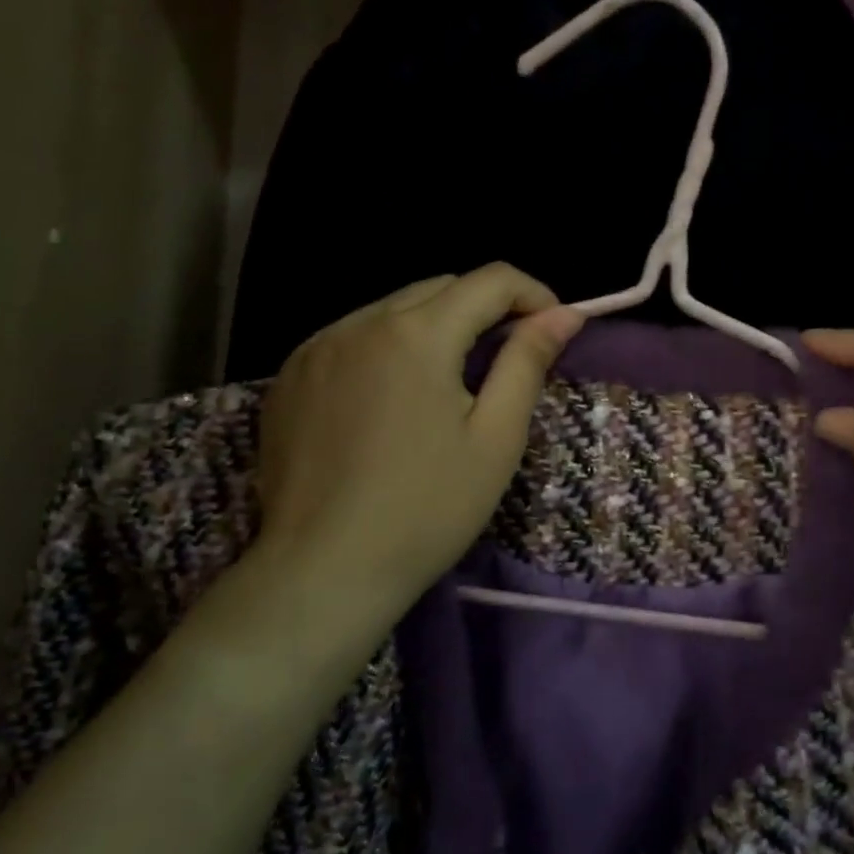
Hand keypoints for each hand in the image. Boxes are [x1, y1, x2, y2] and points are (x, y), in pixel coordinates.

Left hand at [255, 264, 583, 609]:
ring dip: (435, 325)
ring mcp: (316, 347)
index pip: (490, 280)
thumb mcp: (496, 437)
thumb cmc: (427, 509)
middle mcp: (361, 322)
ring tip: (451, 380)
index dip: (533, 295)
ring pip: (394, 308)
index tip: (553, 330)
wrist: (323, 573)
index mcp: (417, 334)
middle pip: (441, 287)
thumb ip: (527, 362)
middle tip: (508, 357)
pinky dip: (387, 347)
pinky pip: (353, 337)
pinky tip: (394, 396)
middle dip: (485, 308)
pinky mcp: (289, 376)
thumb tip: (564, 315)